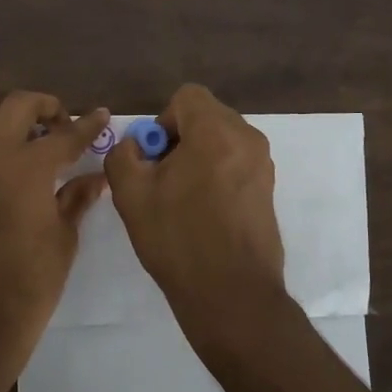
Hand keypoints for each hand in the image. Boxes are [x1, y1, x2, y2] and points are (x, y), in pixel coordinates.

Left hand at [0, 92, 110, 386]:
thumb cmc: (29, 284)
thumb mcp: (63, 239)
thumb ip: (76, 199)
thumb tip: (93, 178)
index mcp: (27, 167)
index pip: (64, 134)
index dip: (87, 125)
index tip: (100, 114)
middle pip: (18, 105)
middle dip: (46, 107)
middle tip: (63, 125)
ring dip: (10, 117)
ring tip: (31, 139)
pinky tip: (7, 164)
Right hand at [104, 84, 295, 360]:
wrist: (231, 294)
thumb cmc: (178, 239)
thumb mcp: (131, 195)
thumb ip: (123, 155)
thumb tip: (135, 146)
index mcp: (216, 131)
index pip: (187, 97)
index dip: (162, 121)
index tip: (155, 158)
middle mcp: (247, 139)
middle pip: (206, 116)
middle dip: (180, 138)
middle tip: (163, 178)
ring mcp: (263, 164)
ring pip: (221, 140)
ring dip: (198, 156)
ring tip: (181, 198)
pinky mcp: (268, 188)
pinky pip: (236, 162)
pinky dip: (216, 173)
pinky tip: (203, 212)